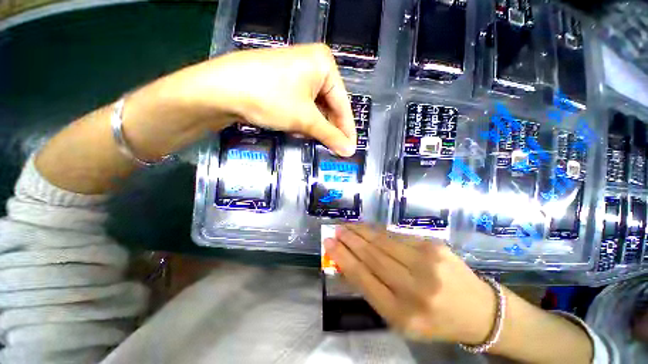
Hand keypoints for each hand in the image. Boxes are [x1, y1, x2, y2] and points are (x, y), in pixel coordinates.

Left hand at [165, 43, 355, 156]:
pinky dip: (303, 120)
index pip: (343, 104)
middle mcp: (313, 65)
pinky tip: (299, 129)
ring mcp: (297, 72)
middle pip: (329, 105)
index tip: (351, 149)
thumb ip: (330, 135)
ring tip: (315, 140)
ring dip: (315, 126)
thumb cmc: (270, 98)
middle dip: (329, 128)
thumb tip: (350, 150)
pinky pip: (302, 105)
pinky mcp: (284, 82)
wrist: (221, 89)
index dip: (347, 130)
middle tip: (334, 149)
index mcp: (324, 64)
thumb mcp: (305, 119)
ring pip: (315, 107)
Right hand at [324, 225, 496, 343]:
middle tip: (336, 230)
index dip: (343, 257)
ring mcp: (427, 262)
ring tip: (348, 226)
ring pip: (383, 241)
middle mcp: (415, 287)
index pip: (363, 278)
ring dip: (361, 232)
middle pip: (372, 255)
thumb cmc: (435, 320)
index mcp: (403, 314)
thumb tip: (348, 262)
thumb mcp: (401, 318)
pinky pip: (397, 236)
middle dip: (350, 240)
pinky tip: (368, 229)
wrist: (480, 310)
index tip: (328, 243)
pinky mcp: (434, 245)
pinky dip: (379, 231)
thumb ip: (373, 290)